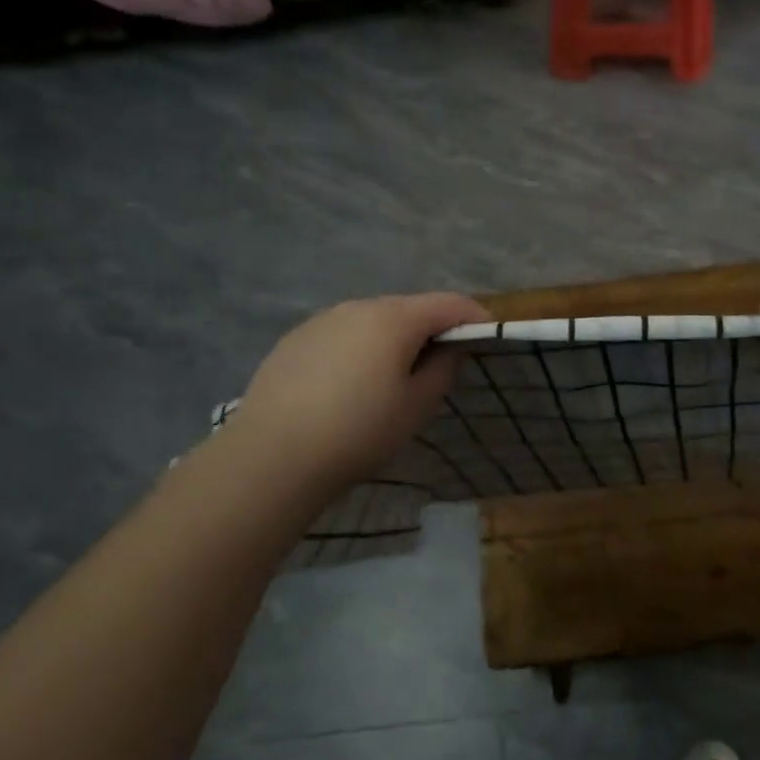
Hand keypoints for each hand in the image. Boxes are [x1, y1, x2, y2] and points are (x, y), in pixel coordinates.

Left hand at [223, 292, 489, 494]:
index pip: (448, 303)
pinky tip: (347, 384)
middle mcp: (359, 307)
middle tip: (440, 361)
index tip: (487, 334)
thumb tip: (447, 349)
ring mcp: (323, 320)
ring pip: (371, 320)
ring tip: (391, 376)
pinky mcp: (296, 339)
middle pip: (408, 308)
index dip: (473, 315)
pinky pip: (341, 334)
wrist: (272, 455)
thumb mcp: (415, 407)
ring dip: (391, 338)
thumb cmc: (358, 431)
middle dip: (430, 328)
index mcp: (394, 318)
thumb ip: (442, 370)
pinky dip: (357, 348)